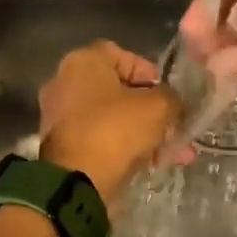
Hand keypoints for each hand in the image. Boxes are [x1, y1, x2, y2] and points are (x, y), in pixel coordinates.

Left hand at [38, 41, 184, 205]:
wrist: (77, 182)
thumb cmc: (115, 131)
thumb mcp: (157, 107)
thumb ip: (172, 98)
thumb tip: (173, 102)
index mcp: (83, 62)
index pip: (122, 54)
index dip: (149, 72)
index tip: (167, 94)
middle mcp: (65, 83)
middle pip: (118, 90)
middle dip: (152, 111)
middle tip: (175, 128)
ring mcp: (61, 116)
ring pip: (113, 118)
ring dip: (145, 133)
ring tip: (174, 154)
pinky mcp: (63, 146)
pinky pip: (102, 139)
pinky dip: (125, 148)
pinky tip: (153, 165)